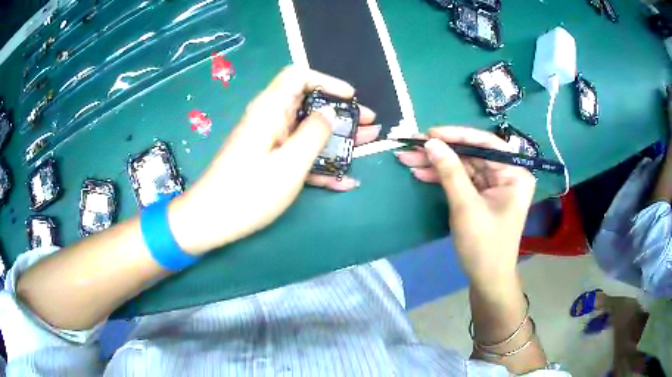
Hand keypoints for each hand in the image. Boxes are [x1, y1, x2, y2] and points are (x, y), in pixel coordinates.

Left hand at [169, 66, 378, 254]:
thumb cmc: (248, 192)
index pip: (298, 76)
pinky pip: (299, 154)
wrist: (211, 221)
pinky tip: (344, 180)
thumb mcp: (289, 164)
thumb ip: (314, 134)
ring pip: (308, 131)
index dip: (327, 82)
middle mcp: (269, 120)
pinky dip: (320, 163)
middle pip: (309, 104)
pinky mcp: (269, 162)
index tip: (350, 98)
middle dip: (341, 113)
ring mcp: (269, 142)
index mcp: (270, 110)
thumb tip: (329, 113)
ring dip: (337, 138)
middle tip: (368, 125)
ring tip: (366, 145)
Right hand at [395, 126, 535, 284]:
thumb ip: (450, 171)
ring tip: (408, 158)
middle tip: (412, 145)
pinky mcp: (482, 195)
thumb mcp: (466, 206)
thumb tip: (431, 142)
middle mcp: (507, 174)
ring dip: (436, 164)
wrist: (487, 279)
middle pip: (471, 154)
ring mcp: (494, 185)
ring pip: (463, 166)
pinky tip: (421, 173)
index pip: (486, 144)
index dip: (457, 135)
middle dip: (441, 151)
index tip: (430, 133)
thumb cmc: (483, 245)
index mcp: (515, 173)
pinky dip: (442, 177)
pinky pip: (461, 180)